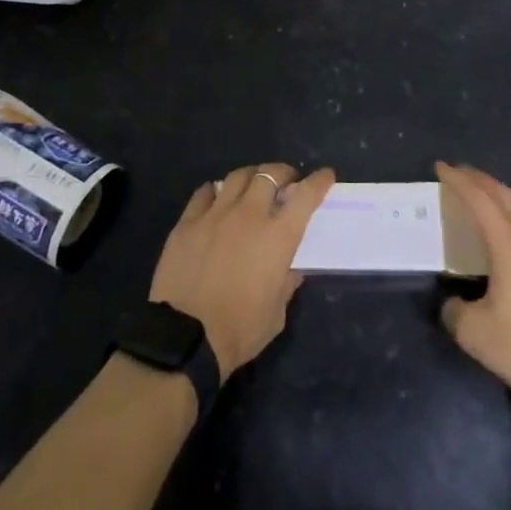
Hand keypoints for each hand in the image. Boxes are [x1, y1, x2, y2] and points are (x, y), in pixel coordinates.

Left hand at [150, 163, 335, 378]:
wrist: (186, 337)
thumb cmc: (240, 330)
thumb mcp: (276, 313)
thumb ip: (286, 283)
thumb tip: (290, 268)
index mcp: (277, 237)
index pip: (305, 196)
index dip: (318, 181)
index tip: (325, 176)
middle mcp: (249, 215)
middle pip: (269, 174)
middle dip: (283, 172)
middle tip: (286, 181)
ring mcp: (215, 214)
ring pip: (237, 176)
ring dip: (251, 176)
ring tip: (253, 185)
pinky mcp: (188, 221)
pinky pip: (205, 192)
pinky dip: (216, 191)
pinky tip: (217, 198)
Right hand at [437, 162, 510, 414]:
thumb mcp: (475, 335)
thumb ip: (455, 313)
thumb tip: (453, 304)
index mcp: (509, 246)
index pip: (480, 201)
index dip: (459, 181)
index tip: (442, 167)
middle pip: (508, 197)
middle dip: (483, 180)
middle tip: (463, 173)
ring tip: (503, 196)